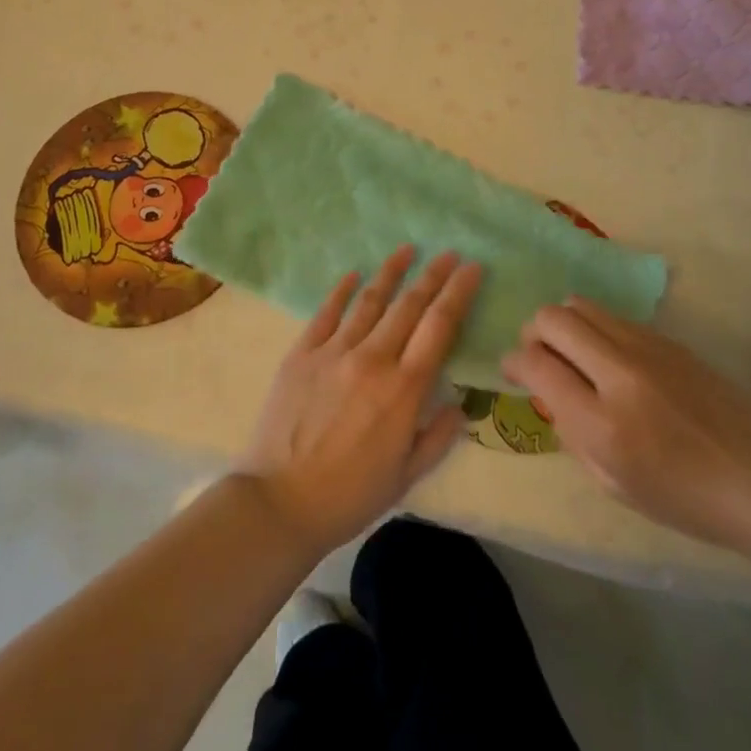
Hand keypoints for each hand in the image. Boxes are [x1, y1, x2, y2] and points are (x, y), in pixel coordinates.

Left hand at [235, 246, 483, 556]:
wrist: (279, 502)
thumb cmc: (349, 496)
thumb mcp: (406, 477)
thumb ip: (438, 437)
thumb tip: (460, 405)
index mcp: (403, 389)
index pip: (439, 327)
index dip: (458, 293)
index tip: (472, 268)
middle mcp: (372, 359)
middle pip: (409, 305)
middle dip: (433, 275)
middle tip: (449, 253)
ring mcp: (334, 351)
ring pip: (370, 300)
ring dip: (392, 271)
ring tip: (408, 249)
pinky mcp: (302, 353)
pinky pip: (326, 312)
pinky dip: (342, 290)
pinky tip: (353, 274)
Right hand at [500, 297, 750, 563]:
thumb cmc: (688, 500)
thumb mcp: (615, 484)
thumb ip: (571, 432)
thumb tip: (547, 392)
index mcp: (602, 423)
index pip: (535, 363)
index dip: (512, 361)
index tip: (511, 369)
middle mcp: (618, 373)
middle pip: (553, 318)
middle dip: (533, 332)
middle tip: (539, 356)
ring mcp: (646, 348)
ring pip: (580, 304)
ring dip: (564, 324)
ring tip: (572, 352)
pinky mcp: (667, 338)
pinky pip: (612, 316)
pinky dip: (595, 328)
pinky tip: (608, 357)